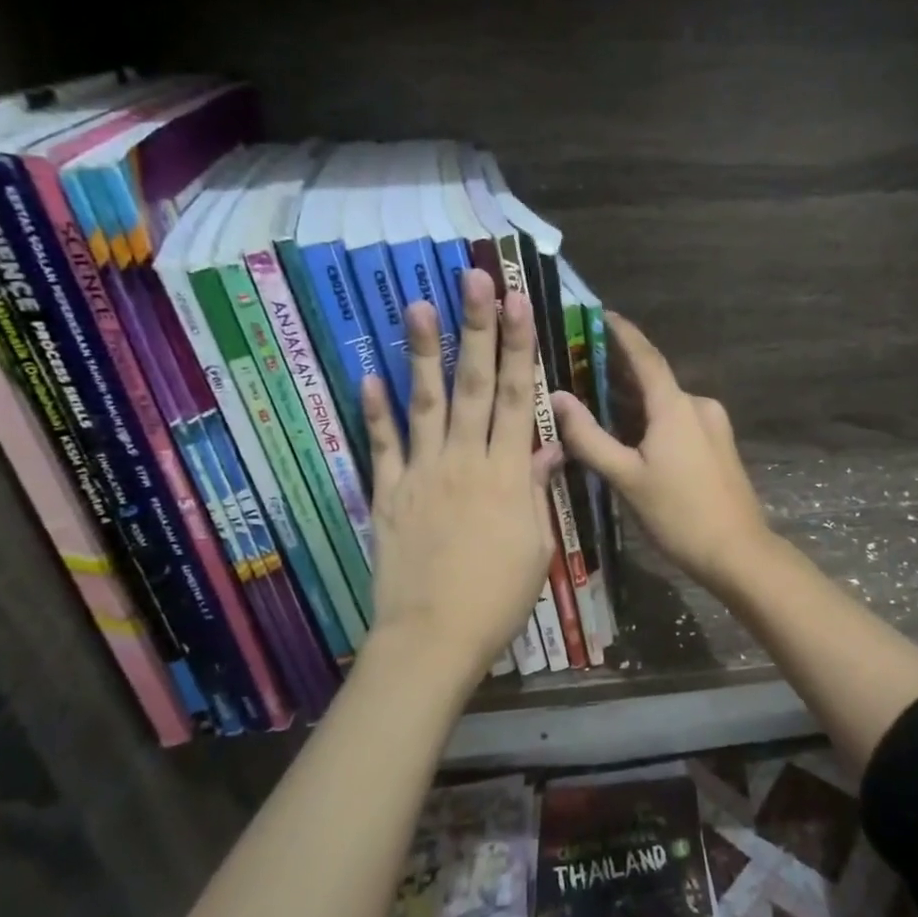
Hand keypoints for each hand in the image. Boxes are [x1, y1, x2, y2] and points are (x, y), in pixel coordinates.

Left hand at [361, 268, 561, 687]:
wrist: (435, 637)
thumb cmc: (498, 598)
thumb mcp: (536, 546)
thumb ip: (537, 491)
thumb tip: (548, 448)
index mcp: (508, 474)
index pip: (519, 398)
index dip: (520, 347)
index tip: (519, 303)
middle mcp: (466, 461)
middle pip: (475, 385)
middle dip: (477, 329)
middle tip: (474, 279)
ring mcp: (422, 474)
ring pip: (425, 403)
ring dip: (422, 352)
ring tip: (416, 304)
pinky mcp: (388, 494)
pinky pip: (382, 446)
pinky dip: (375, 411)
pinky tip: (369, 375)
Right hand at [551, 313, 771, 594]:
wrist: (738, 552)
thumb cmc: (678, 514)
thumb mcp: (626, 478)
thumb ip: (589, 437)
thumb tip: (558, 399)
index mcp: (675, 406)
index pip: (645, 356)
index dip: (622, 332)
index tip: (599, 314)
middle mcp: (698, 405)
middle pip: (653, 380)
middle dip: (618, 372)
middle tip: (580, 366)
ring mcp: (713, 425)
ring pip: (665, 403)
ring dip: (634, 400)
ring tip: (596, 400)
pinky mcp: (719, 445)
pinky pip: (678, 420)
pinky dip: (652, 419)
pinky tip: (630, 433)